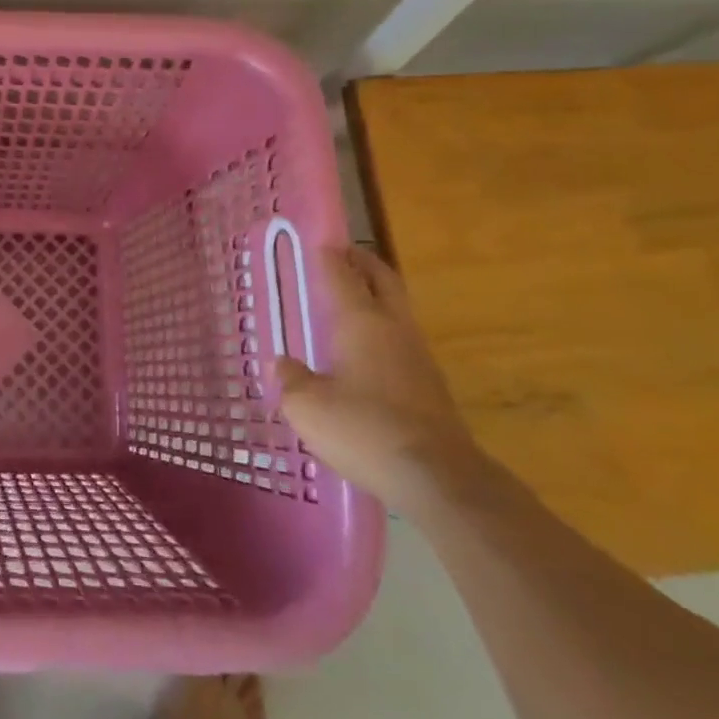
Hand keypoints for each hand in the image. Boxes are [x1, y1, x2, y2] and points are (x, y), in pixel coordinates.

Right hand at [276, 244, 484, 514]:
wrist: (437, 478)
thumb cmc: (363, 429)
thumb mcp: (308, 406)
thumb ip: (291, 379)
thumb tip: (281, 364)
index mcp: (361, 321)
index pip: (343, 275)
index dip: (329, 256)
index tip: (319, 241)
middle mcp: (394, 329)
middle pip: (383, 281)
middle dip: (364, 263)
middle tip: (345, 254)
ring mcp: (419, 357)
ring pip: (398, 309)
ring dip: (378, 295)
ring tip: (353, 298)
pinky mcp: (432, 386)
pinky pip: (403, 341)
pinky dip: (384, 330)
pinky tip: (368, 350)